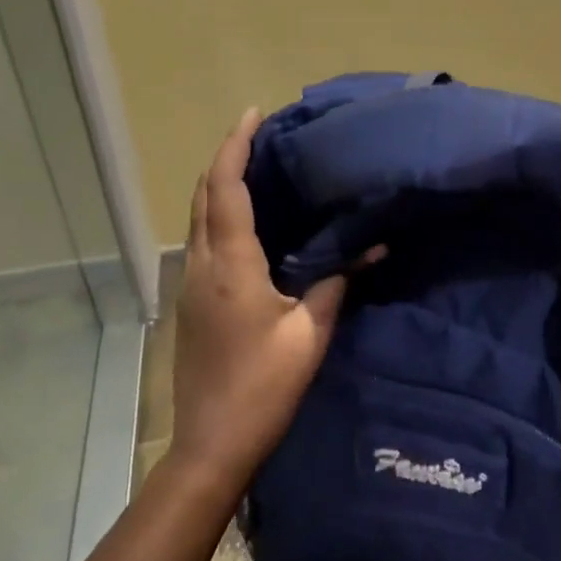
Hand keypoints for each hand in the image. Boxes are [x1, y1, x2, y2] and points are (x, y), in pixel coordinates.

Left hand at [170, 109, 349, 486]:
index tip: (254, 115)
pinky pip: (202, 239)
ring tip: (257, 166)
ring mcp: (191, 284)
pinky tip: (249, 220)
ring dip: (220, 184)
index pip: (226, 190)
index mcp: (230, 266)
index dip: (235, 147)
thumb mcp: (309, 335)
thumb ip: (335, 284)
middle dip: (226, 157)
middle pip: (203, 195)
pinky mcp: (192, 301)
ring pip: (198, 216)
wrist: (210, 445)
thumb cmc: (262, 388)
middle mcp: (202, 265)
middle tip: (260, 135)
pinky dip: (219, 213)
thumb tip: (369, 248)